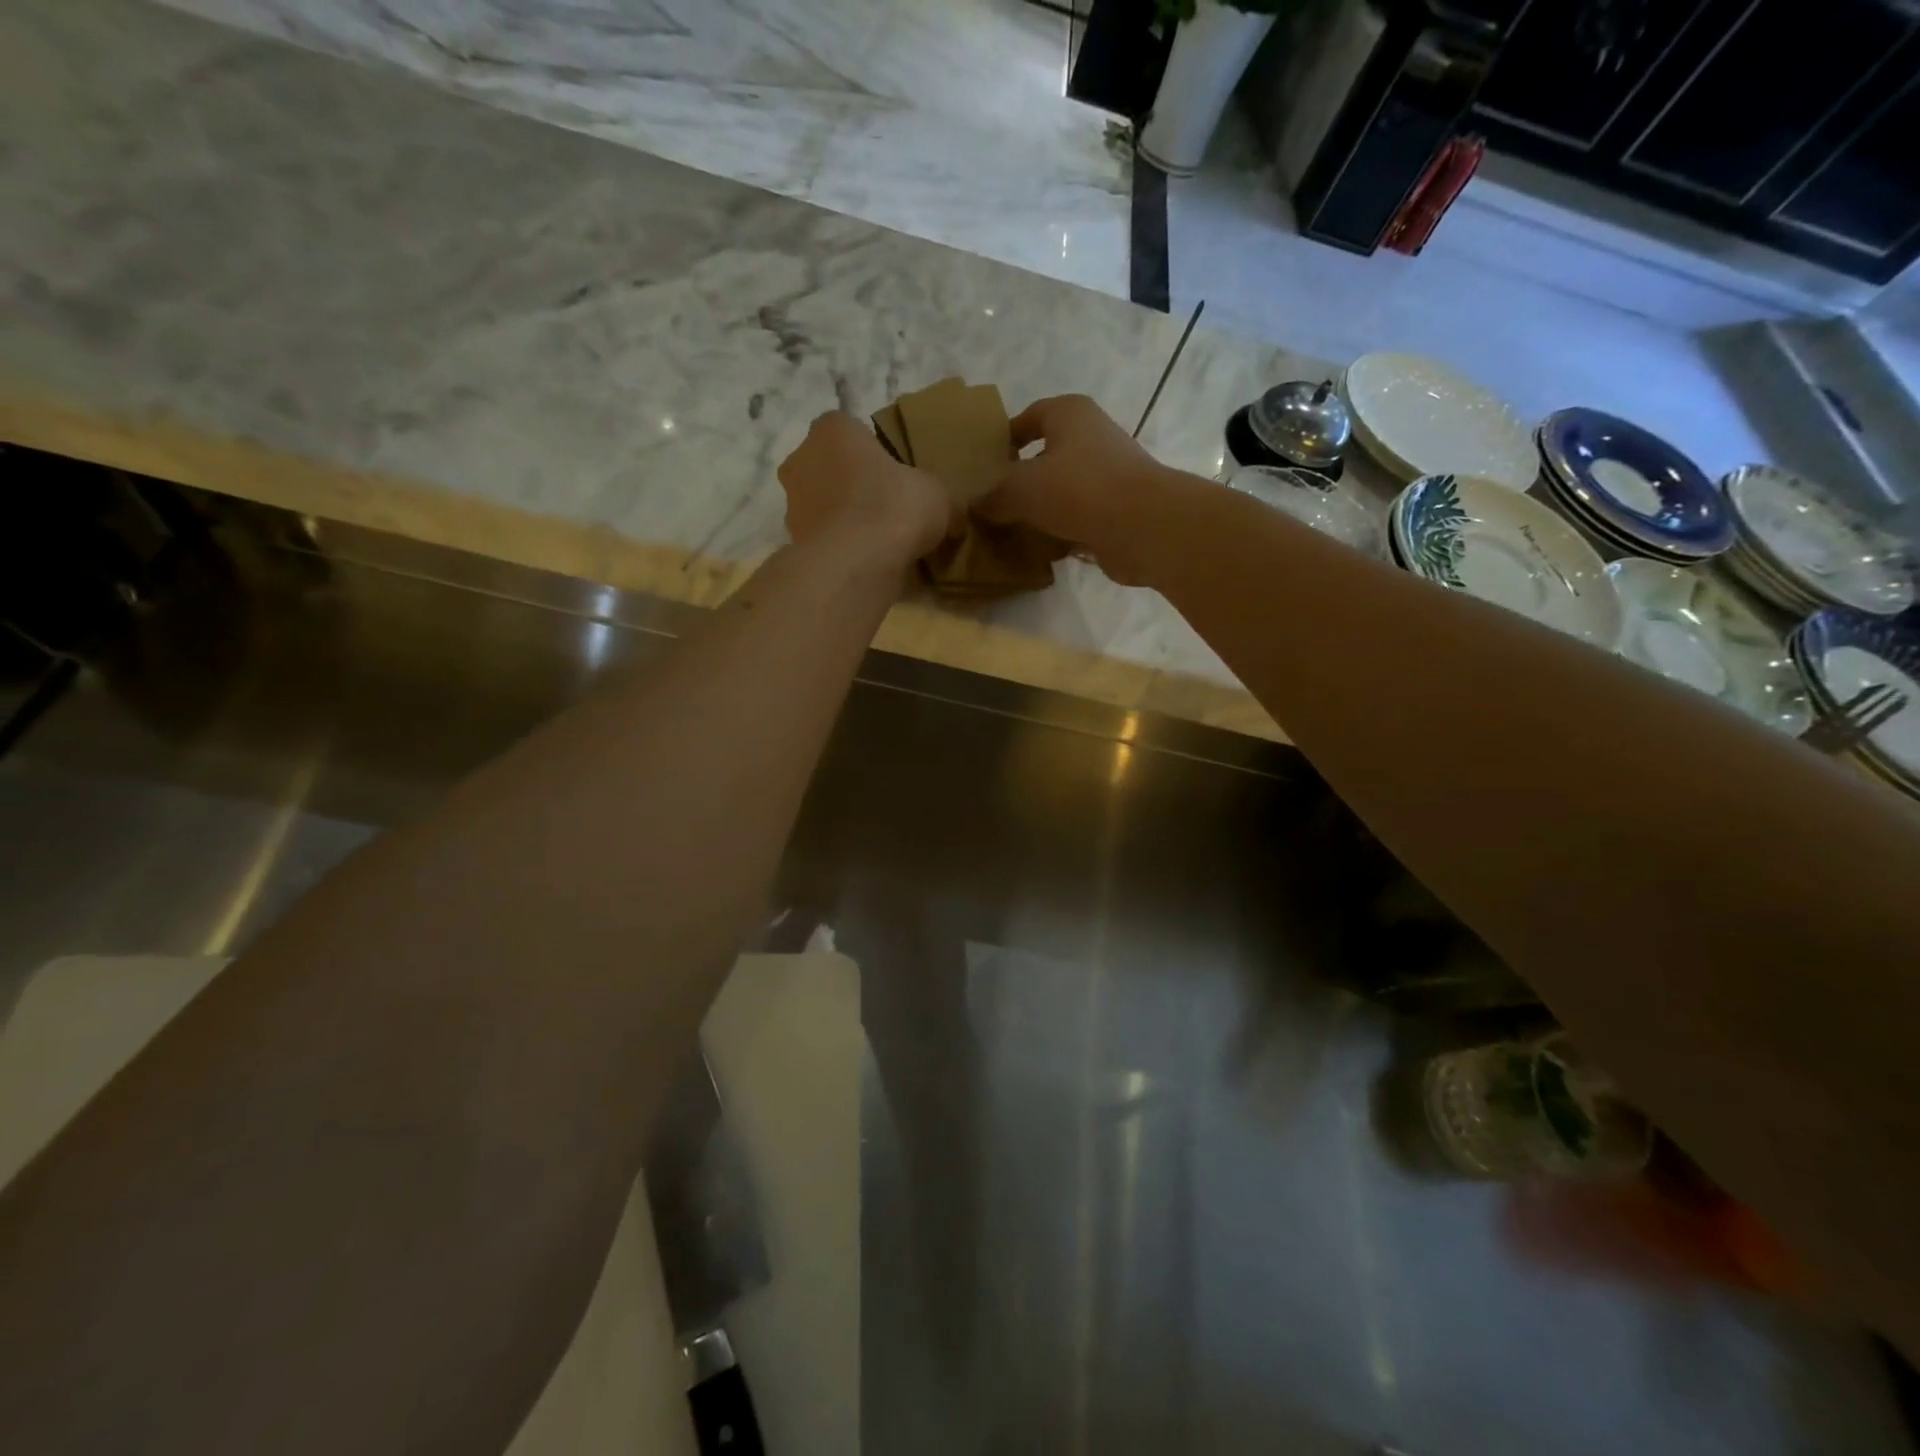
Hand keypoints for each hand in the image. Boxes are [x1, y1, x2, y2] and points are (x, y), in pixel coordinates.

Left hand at [778, 412, 952, 567]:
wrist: (854, 563)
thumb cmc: (894, 507)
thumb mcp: (937, 495)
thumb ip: (939, 498)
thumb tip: (954, 519)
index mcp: (834, 428)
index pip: (852, 430)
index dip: (875, 453)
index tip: (897, 477)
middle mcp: (802, 458)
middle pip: (832, 467)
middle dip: (854, 486)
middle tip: (888, 510)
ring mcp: (791, 503)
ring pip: (824, 505)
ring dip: (844, 519)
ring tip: (878, 544)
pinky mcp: (792, 542)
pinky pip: (823, 540)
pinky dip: (840, 548)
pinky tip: (865, 564)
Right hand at [976, 395, 1178, 584]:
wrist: (1143, 527)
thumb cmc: (1078, 489)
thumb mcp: (1021, 488)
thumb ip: (993, 496)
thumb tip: (975, 506)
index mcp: (1070, 415)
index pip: (1031, 416)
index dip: (1007, 436)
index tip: (985, 462)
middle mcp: (1092, 438)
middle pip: (1047, 456)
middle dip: (1020, 480)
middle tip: (991, 503)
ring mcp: (1108, 477)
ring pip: (1062, 492)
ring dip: (1039, 511)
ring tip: (1008, 532)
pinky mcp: (1117, 512)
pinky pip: (1078, 520)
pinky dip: (1059, 534)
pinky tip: (1038, 553)